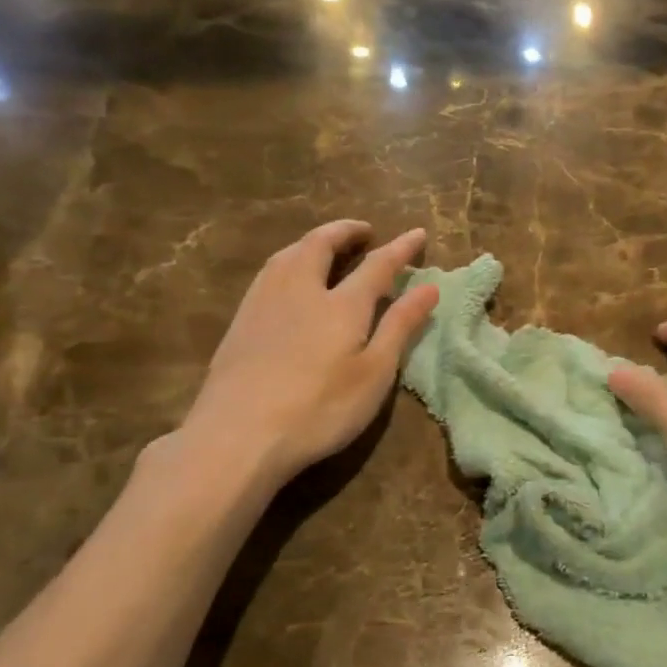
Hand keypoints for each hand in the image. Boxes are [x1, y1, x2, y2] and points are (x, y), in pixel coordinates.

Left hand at [170, 220, 440, 491]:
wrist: (237, 436)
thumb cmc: (319, 409)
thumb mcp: (373, 374)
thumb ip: (400, 326)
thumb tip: (429, 287)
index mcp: (341, 303)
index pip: (377, 265)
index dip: (400, 248)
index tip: (417, 233)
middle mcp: (301, 289)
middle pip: (321, 245)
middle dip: (345, 231)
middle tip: (363, 231)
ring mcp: (264, 302)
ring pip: (289, 254)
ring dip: (313, 241)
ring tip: (326, 245)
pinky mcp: (240, 321)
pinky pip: (269, 272)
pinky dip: (289, 260)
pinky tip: (288, 278)